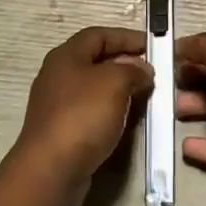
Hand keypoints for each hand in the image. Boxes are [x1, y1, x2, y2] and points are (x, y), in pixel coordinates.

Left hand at [14, 26, 152, 205]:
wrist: (51, 170)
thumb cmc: (82, 116)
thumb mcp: (114, 82)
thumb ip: (133, 69)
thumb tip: (142, 70)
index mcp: (66, 56)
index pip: (99, 34)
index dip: (127, 37)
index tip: (153, 45)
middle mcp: (59, 76)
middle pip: (97, 61)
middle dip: (127, 64)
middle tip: (154, 73)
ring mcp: (59, 105)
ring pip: (97, 88)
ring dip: (122, 89)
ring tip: (148, 96)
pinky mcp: (63, 130)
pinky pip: (93, 112)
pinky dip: (113, 111)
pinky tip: (130, 120)